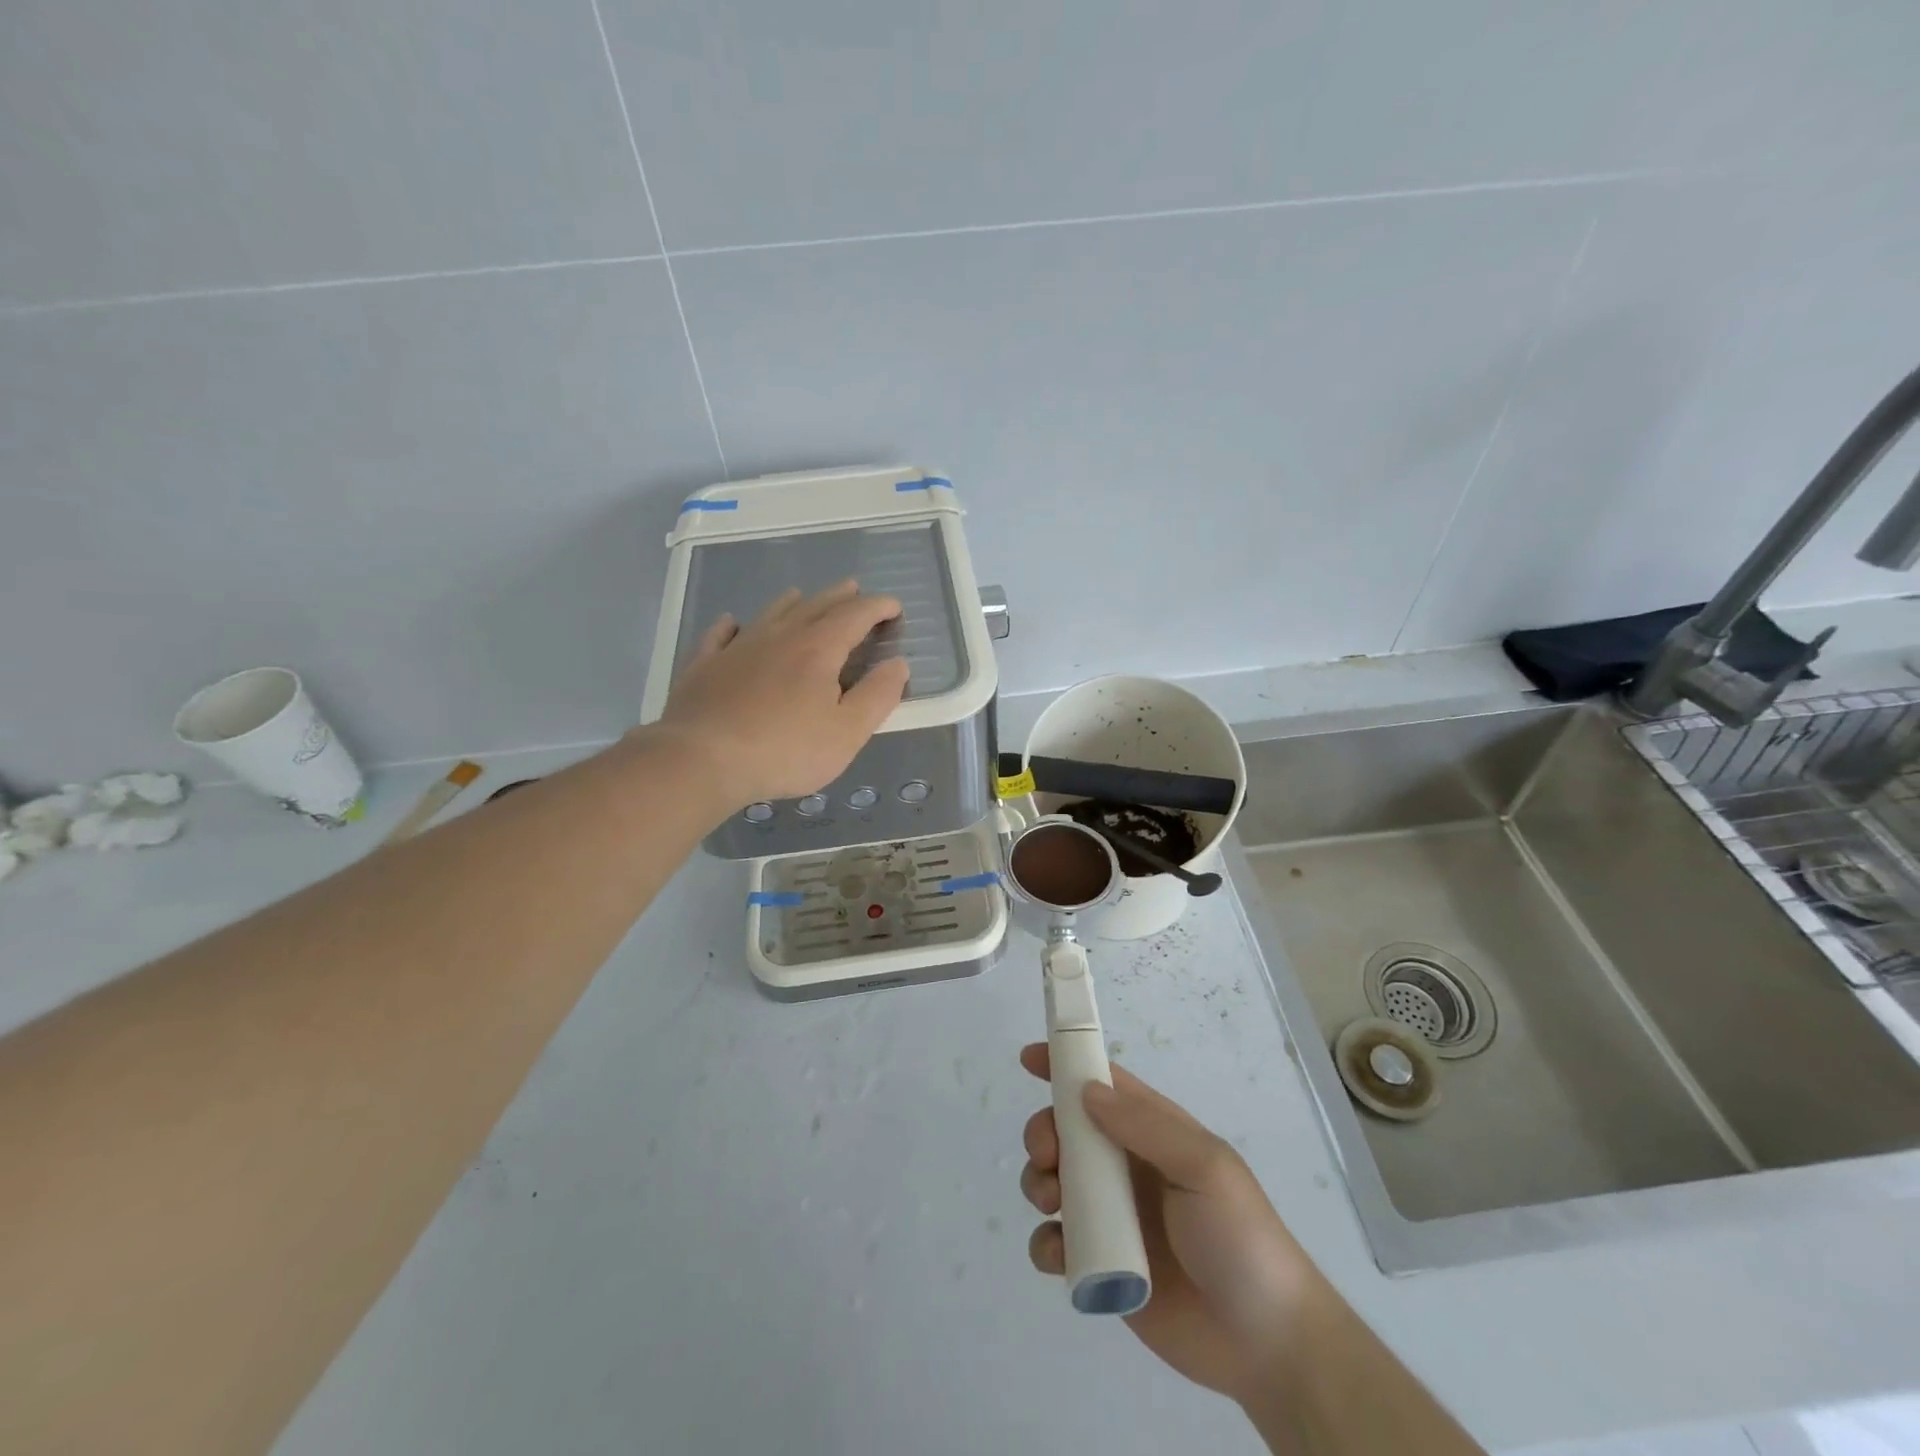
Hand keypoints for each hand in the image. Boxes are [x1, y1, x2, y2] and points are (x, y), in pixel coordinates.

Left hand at [654, 582, 910, 808]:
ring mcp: (738, 647)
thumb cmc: (786, 750)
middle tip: (854, 589)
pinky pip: (720, 635)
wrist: (703, 759)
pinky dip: (732, 625)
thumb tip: (898, 663)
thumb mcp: (848, 732)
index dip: (878, 607)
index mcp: (818, 649)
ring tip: (802, 596)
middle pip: (815, 606)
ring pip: (770, 613)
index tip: (893, 607)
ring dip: (792, 602)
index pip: (855, 616)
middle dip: (840, 597)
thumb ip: (878, 696)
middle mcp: (779, 636)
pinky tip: (731, 623)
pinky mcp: (705, 665)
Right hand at [1017, 1043, 1321, 1406]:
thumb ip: (1147, 1126)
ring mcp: (1113, 1217)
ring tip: (1050, 1203)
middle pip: (1066, 1131)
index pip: (1103, 1084)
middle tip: (1047, 1157)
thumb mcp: (1204, 1168)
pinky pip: (1056, 1243)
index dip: (1065, 1065)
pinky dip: (1045, 1242)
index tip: (1028, 1059)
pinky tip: (1059, 1252)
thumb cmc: (1240, 1238)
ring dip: (1037, 1182)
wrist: (1266, 1344)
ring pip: (1053, 1182)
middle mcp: (1127, 1167)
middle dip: (1043, 1133)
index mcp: (1154, 1133)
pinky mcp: (1101, 1266)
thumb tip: (1087, 1091)